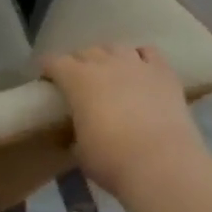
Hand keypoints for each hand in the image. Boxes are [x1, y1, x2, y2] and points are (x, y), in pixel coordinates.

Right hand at [41, 45, 207, 199]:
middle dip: (78, 63)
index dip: (48, 69)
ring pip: (116, 48)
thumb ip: (76, 134)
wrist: (161, 163)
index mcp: (77, 80)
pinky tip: (140, 69)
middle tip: (78, 81)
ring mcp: (137, 64)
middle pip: (86, 52)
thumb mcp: (81, 151)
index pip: (54, 62)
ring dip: (108, 57)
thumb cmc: (111, 159)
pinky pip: (148, 53)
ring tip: (110, 73)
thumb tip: (78, 136)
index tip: (47, 79)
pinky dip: (140, 57)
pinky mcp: (164, 73)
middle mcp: (105, 63)